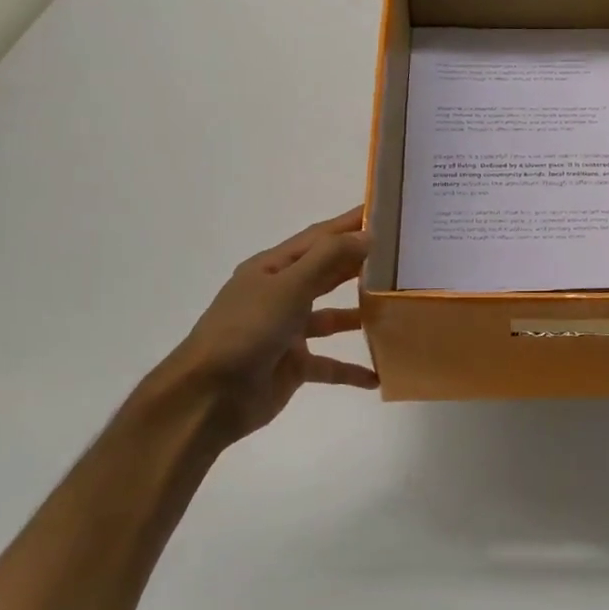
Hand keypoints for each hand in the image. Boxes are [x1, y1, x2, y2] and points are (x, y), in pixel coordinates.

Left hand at [150, 206, 378, 449]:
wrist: (208, 396)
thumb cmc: (246, 331)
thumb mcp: (288, 287)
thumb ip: (328, 259)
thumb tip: (367, 235)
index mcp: (272, 269)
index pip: (319, 238)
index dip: (349, 224)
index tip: (385, 212)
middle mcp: (280, 295)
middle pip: (327, 274)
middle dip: (359, 264)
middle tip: (400, 257)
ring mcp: (286, 332)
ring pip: (332, 318)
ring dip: (360, 315)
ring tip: (396, 310)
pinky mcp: (292, 366)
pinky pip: (330, 364)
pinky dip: (352, 370)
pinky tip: (378, 374)